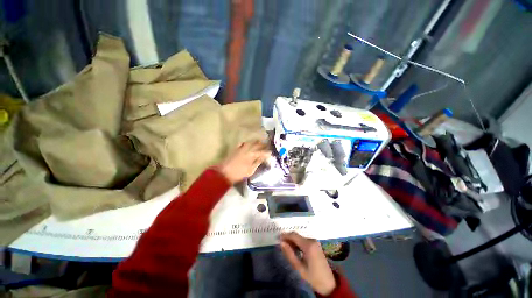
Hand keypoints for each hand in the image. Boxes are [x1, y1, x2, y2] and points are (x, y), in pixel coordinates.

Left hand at [218, 141, 270, 183]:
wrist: (224, 173)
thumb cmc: (239, 173)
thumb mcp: (251, 170)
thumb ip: (258, 162)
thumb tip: (263, 157)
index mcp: (252, 155)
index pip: (262, 152)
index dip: (267, 152)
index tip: (271, 153)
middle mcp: (248, 149)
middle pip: (257, 144)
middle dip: (263, 145)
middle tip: (267, 146)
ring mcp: (241, 148)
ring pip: (251, 142)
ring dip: (256, 142)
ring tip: (260, 143)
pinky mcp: (236, 148)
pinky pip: (243, 143)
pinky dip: (247, 143)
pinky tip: (248, 144)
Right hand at [280, 232, 335, 295]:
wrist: (329, 283)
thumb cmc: (313, 277)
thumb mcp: (299, 267)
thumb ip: (289, 254)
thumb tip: (281, 243)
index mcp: (308, 245)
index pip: (294, 235)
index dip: (285, 235)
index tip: (277, 238)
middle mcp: (312, 240)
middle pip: (297, 235)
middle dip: (288, 238)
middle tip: (280, 244)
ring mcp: (315, 242)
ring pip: (300, 238)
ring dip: (293, 241)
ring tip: (286, 247)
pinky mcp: (316, 245)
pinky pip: (304, 240)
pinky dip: (298, 243)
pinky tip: (294, 249)